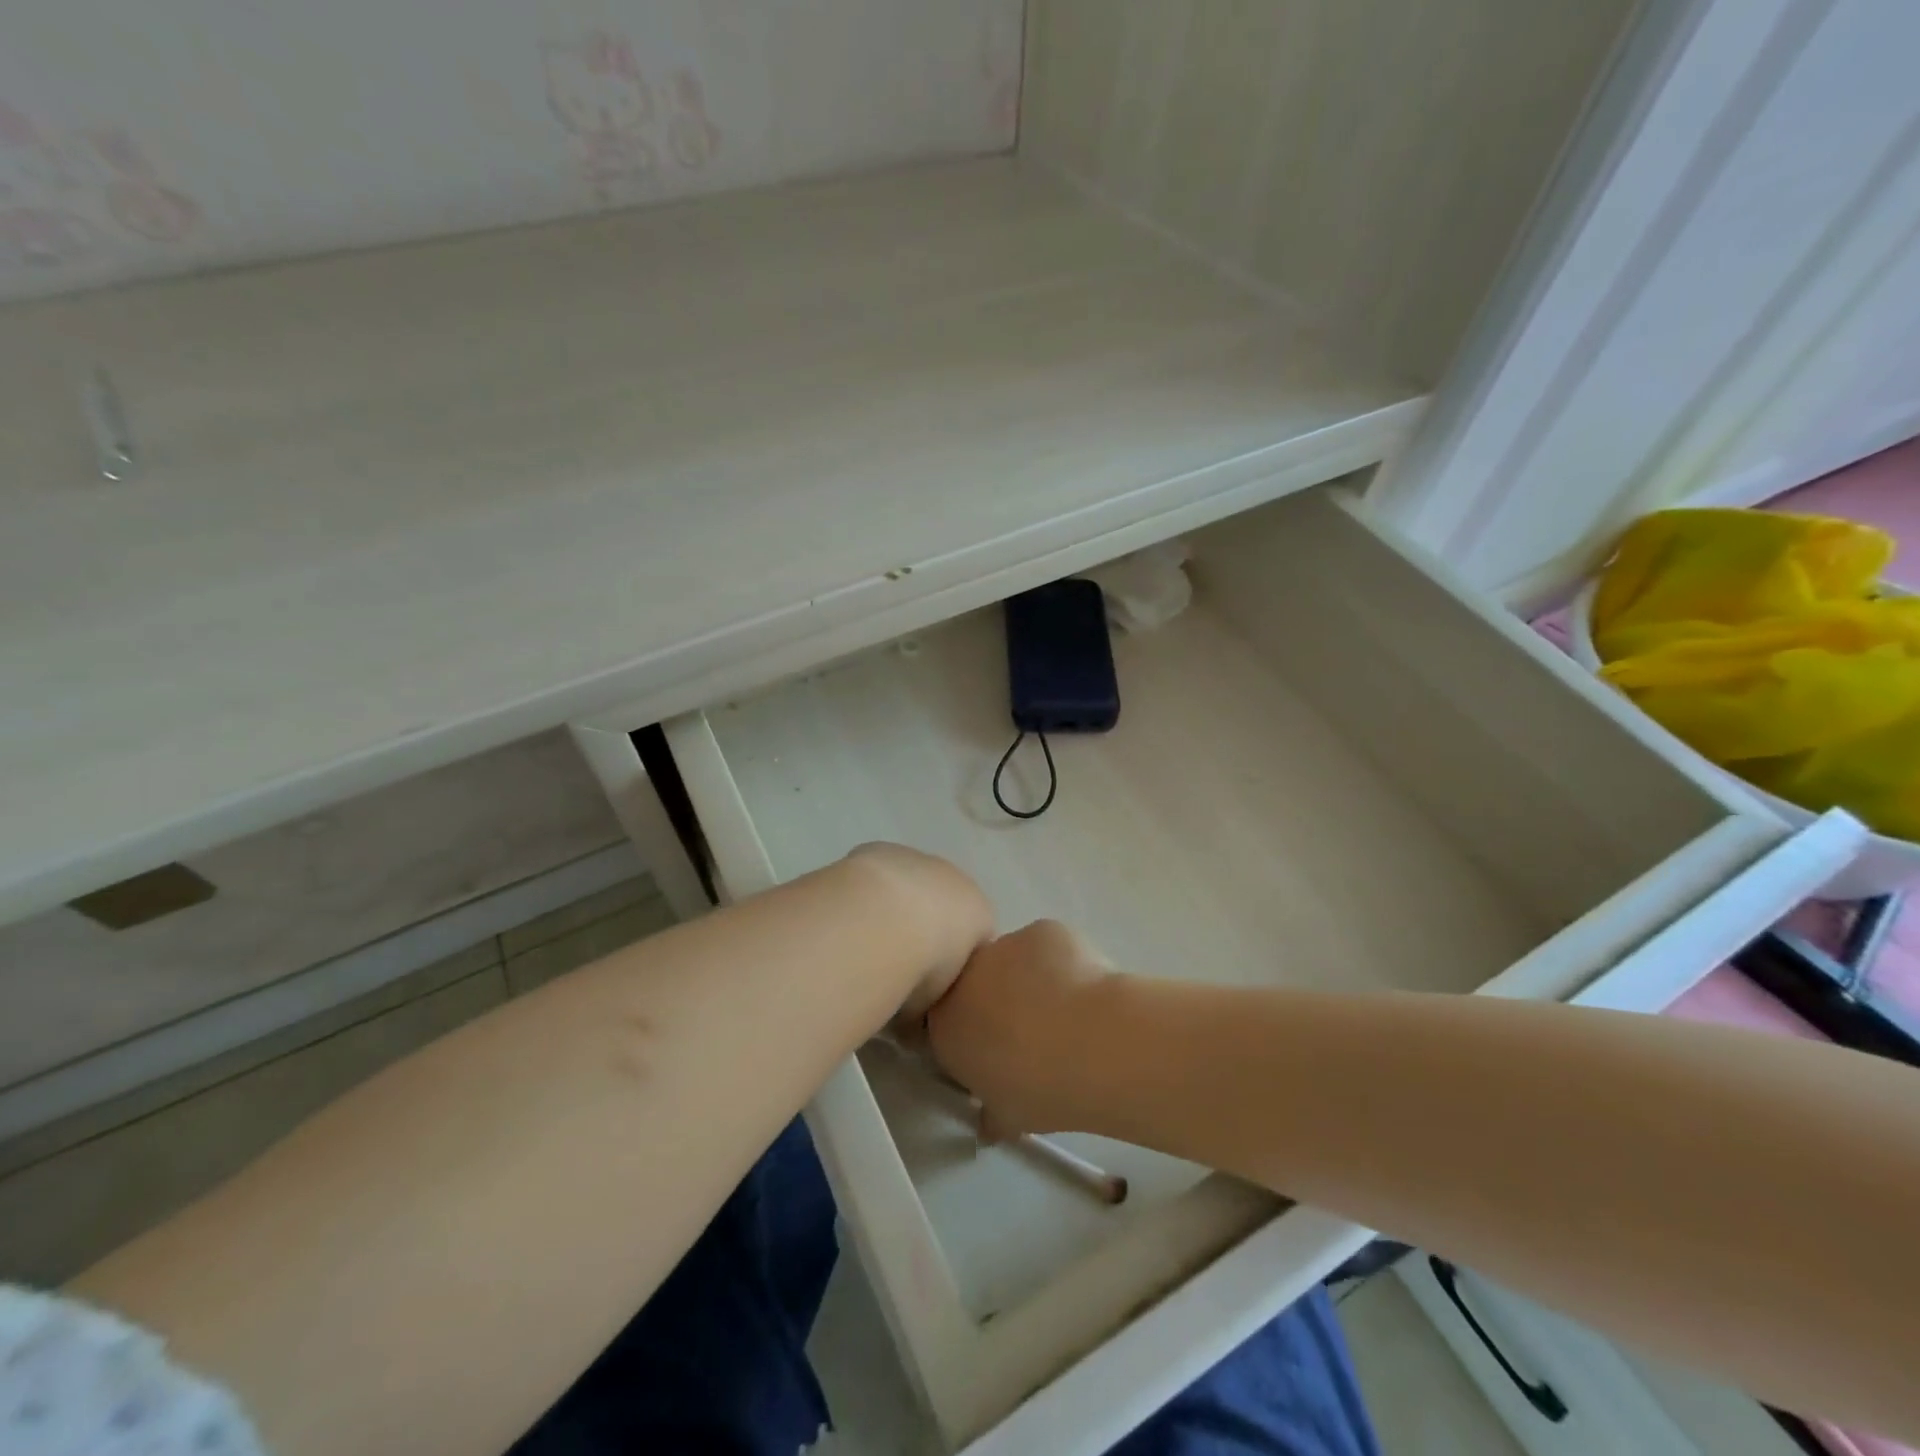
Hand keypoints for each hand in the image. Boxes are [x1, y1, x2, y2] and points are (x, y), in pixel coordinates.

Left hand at [839, 843, 993, 1026]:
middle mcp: (954, 879)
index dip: (950, 963)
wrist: (889, 917)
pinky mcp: (880, 850)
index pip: (974, 936)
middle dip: (921, 931)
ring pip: (907, 889)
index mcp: (980, 912)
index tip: (925, 988)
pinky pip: (876, 878)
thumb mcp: (936, 1001)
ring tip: (864, 943)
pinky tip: (846, 921)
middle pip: (940, 906)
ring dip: (891, 911)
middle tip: (893, 966)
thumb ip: (931, 1006)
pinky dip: (865, 896)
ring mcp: (916, 860)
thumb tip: (912, 1025)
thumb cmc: (925, 964)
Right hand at [927, 919, 1112, 1136]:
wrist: (1093, 1043)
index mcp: (946, 1024)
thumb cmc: (1041, 1089)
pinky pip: (1045, 946)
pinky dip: (1060, 961)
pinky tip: (1083, 988)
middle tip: (1031, 1030)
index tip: (994, 1051)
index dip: (971, 1035)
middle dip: (997, 1001)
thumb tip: (988, 1121)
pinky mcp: (1041, 929)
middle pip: (976, 984)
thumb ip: (990, 1113)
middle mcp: (965, 977)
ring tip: (1066, 1010)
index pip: (945, 1024)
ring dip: (1029, 979)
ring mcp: (1004, 945)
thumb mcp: (1008, 1117)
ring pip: (1012, 960)